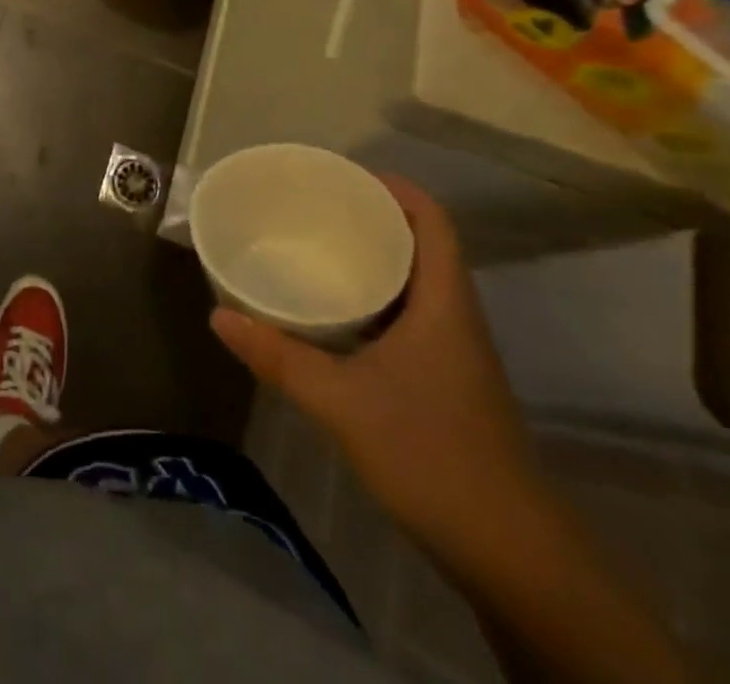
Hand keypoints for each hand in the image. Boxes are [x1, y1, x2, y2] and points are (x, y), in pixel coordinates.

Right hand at [211, 177, 543, 567]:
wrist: (511, 554)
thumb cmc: (432, 455)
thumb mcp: (341, 402)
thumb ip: (278, 357)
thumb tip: (218, 314)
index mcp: (444, 305)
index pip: (432, 222)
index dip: (395, 189)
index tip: (343, 175)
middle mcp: (455, 318)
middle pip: (421, 246)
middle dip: (372, 219)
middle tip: (313, 207)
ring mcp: (454, 353)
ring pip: (414, 284)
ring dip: (372, 260)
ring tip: (315, 247)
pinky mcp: (446, 382)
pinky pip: (408, 317)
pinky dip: (373, 300)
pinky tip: (333, 315)